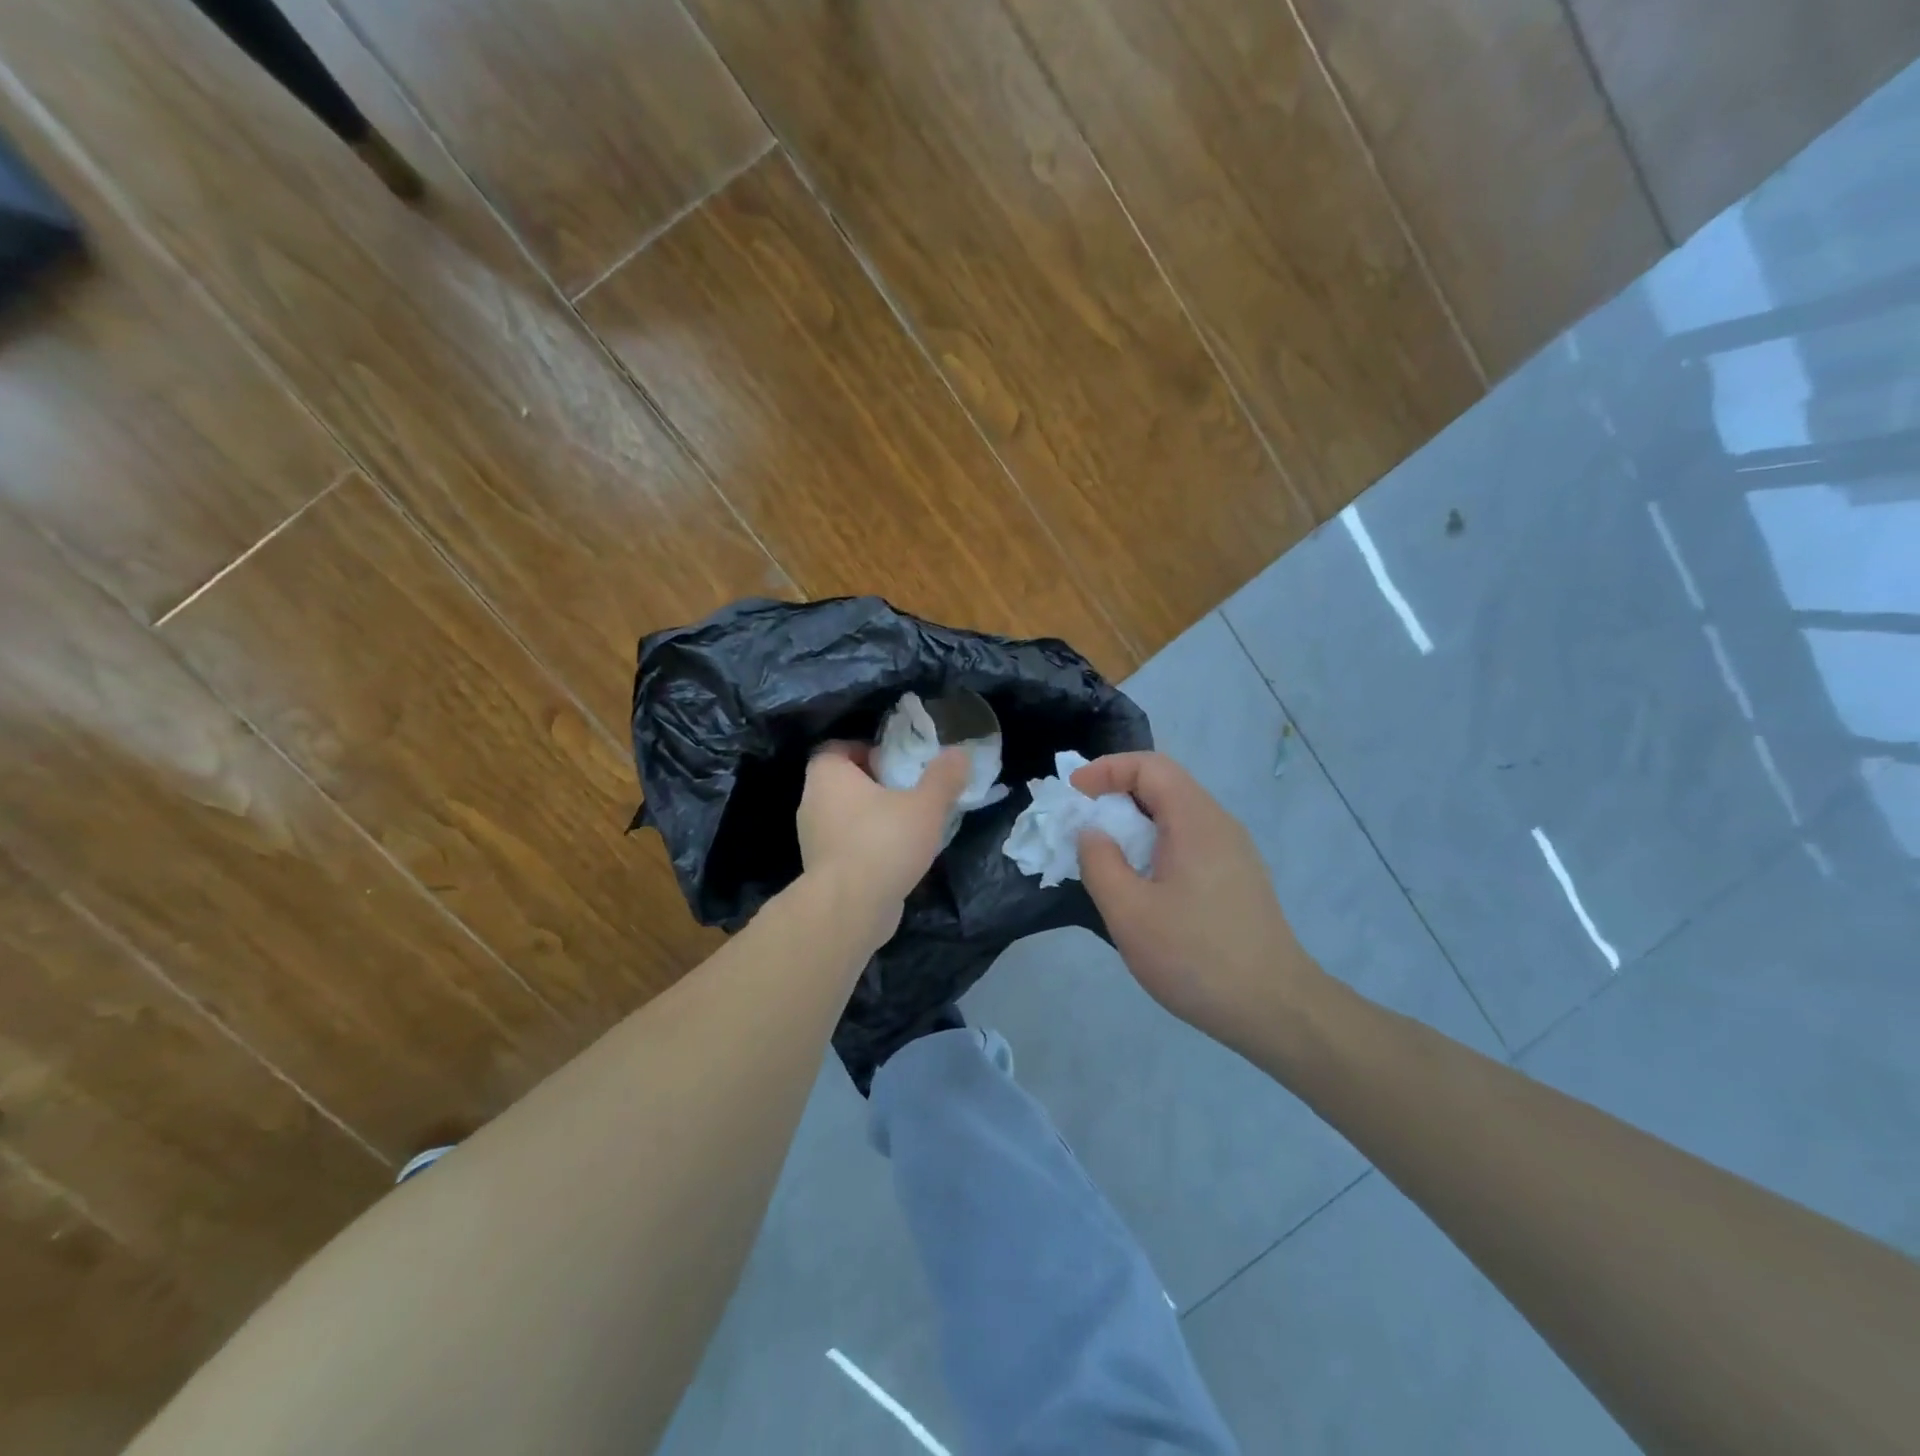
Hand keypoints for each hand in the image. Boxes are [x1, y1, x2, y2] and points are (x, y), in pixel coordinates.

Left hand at [797, 742, 970, 942]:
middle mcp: (812, 801)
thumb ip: (943, 778)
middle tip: (906, 791)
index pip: (837, 748)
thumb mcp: (925, 805)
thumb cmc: (883, 842)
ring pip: (843, 816)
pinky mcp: (821, 870)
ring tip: (906, 826)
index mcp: (828, 775)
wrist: (850, 909)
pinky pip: (845, 846)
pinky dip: (865, 846)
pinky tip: (894, 858)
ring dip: (870, 818)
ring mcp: (812, 838)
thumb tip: (959, 753)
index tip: (893, 762)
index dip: (864, 750)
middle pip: (841, 782)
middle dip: (872, 784)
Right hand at [1073, 752, 1319, 1047]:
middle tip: (1083, 824)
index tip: (1074, 794)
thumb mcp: (1129, 912)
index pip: (1149, 766)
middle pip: (1165, 786)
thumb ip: (1100, 863)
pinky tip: (1142, 884)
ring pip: (1177, 816)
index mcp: (1196, 821)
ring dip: (1135, 824)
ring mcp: (1234, 853)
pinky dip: (1155, 846)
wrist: (1275, 1009)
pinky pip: (1189, 842)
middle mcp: (1219, 825)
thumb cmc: (1196, 956)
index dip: (1106, 769)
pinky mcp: (1237, 879)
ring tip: (1106, 856)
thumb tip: (1092, 832)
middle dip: (1117, 795)